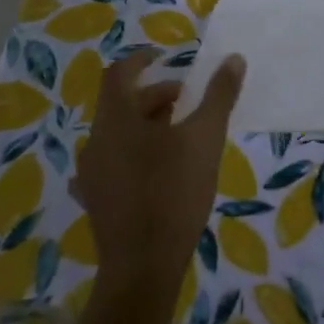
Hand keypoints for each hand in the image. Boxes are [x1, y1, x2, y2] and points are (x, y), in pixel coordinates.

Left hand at [71, 50, 244, 298]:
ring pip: (118, 135)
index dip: (140, 60)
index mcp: (116, 119)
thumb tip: (233, 59)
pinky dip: (135, 154)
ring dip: (146, 125)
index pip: (119, 74)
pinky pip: (114, 163)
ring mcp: (91, 174)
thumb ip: (219, 96)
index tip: (162, 57)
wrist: (144, 266)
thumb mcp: (205, 138)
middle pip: (121, 105)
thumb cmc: (174, 192)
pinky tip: (157, 169)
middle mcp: (96, 141)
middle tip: (188, 101)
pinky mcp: (96, 200)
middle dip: (155, 96)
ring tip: (180, 135)